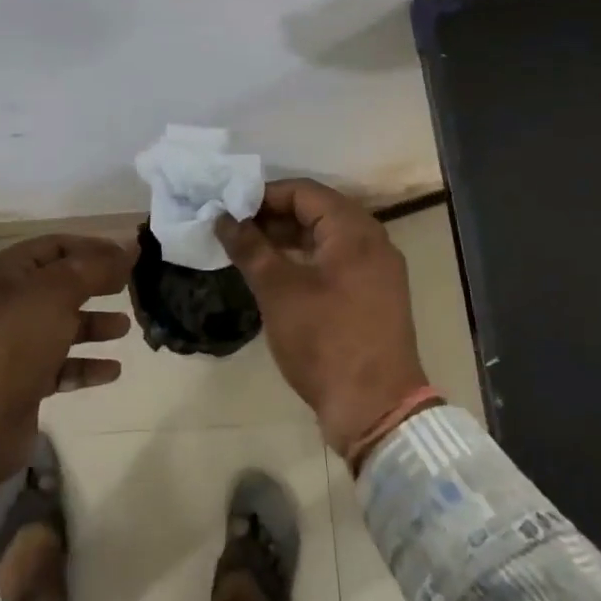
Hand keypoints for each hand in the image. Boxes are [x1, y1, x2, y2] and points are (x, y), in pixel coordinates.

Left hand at [0, 234, 134, 483]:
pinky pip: (61, 364)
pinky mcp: (21, 380)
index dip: (94, 247)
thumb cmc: (14, 343)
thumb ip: (96, 267)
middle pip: (61, 284)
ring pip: (62, 325)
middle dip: (97, 285)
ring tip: (125, 328)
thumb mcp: (57, 294)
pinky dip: (86, 364)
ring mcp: (12, 343)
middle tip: (131, 288)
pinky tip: (112, 370)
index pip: (57, 245)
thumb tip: (130, 245)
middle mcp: (6, 302)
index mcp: (6, 272)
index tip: (130, 257)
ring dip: (94, 325)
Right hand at [215, 179, 428, 454]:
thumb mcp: (278, 291)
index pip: (304, 191)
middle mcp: (373, 241)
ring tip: (249, 250)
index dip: (263, 195)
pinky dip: (307, 259)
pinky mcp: (375, 295)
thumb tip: (222, 217)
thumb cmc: (325, 340)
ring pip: (327, 238)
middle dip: (273, 216)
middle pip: (318, 211)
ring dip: (289, 238)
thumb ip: (250, 247)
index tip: (229, 208)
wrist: (376, 409)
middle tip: (234, 229)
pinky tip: (278, 274)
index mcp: (354, 230)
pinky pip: (337, 261)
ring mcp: (378, 269)